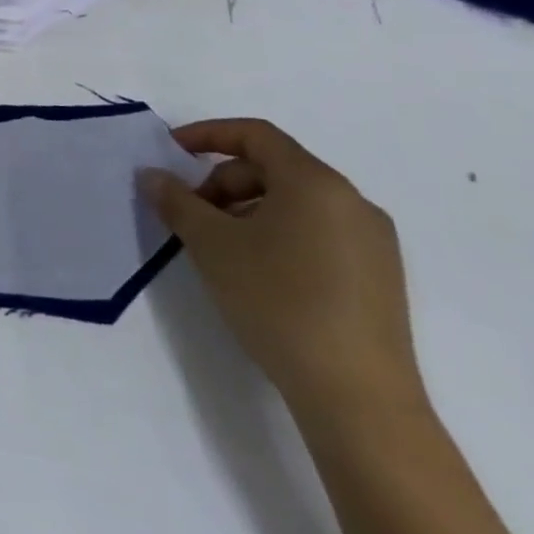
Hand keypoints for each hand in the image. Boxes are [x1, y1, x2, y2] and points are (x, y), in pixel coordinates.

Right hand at [141, 118, 425, 426]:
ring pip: (295, 202)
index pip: (255, 135)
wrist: (358, 398)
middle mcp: (352, 202)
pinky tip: (257, 271)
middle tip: (190, 213)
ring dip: (247, 209)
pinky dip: (278, 233)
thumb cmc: (278, 301)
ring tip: (218, 246)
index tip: (171, 151)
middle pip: (274, 168)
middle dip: (223, 182)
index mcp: (316, 182)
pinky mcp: (379, 278)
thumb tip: (153, 175)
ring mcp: (373, 242)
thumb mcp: (211, 244)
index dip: (208, 134)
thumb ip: (176, 200)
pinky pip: (318, 232)